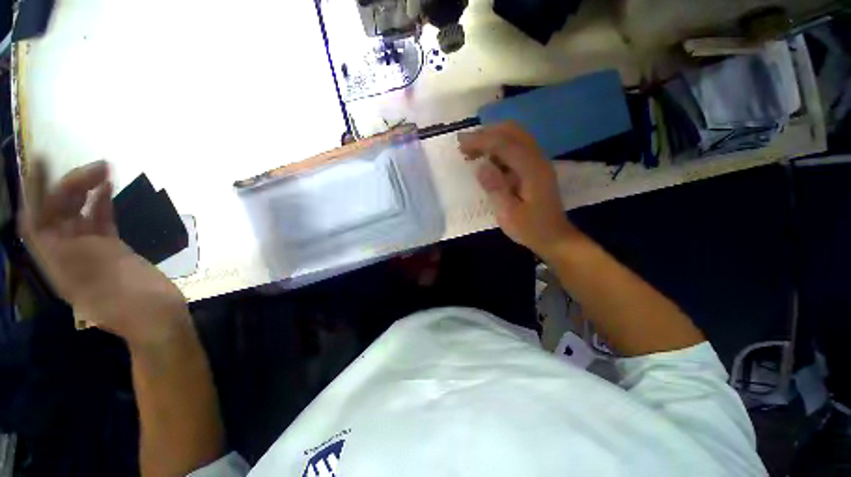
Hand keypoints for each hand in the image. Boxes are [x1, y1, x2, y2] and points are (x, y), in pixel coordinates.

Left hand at [18, 159, 191, 347]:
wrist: (158, 316)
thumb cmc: (128, 302)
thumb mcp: (94, 276)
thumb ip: (70, 248)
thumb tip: (49, 215)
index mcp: (57, 261)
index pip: (36, 219)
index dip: (35, 191)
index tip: (44, 161)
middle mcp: (68, 252)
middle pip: (59, 212)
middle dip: (70, 185)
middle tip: (95, 166)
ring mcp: (91, 251)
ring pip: (81, 214)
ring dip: (88, 191)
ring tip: (104, 171)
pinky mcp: (112, 250)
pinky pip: (101, 221)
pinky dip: (103, 204)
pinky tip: (108, 189)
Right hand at [458, 123, 575, 257]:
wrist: (555, 237)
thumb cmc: (531, 229)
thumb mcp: (509, 214)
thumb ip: (496, 189)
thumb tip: (480, 166)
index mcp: (532, 169)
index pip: (504, 144)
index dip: (481, 140)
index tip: (460, 143)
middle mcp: (537, 159)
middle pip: (512, 131)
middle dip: (486, 133)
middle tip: (465, 145)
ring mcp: (538, 161)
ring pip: (515, 136)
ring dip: (492, 138)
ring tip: (473, 150)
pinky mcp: (535, 168)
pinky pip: (516, 147)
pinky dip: (499, 146)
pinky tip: (488, 158)